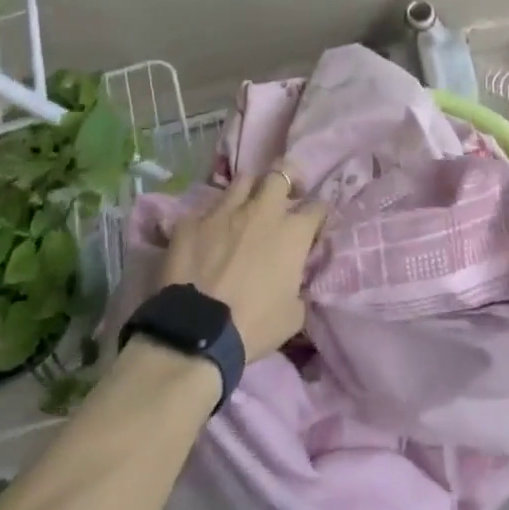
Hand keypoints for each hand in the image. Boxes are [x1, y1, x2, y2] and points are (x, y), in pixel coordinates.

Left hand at [161, 167, 327, 361]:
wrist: (197, 333)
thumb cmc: (254, 326)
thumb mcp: (293, 314)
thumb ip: (299, 287)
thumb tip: (295, 282)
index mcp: (292, 232)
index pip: (317, 207)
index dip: (318, 213)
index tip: (314, 222)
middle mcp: (261, 211)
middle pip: (279, 176)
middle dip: (284, 183)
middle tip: (282, 198)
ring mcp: (223, 212)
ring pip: (242, 181)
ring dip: (248, 192)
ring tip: (245, 208)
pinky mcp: (191, 222)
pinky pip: (205, 211)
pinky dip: (210, 221)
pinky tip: (206, 236)